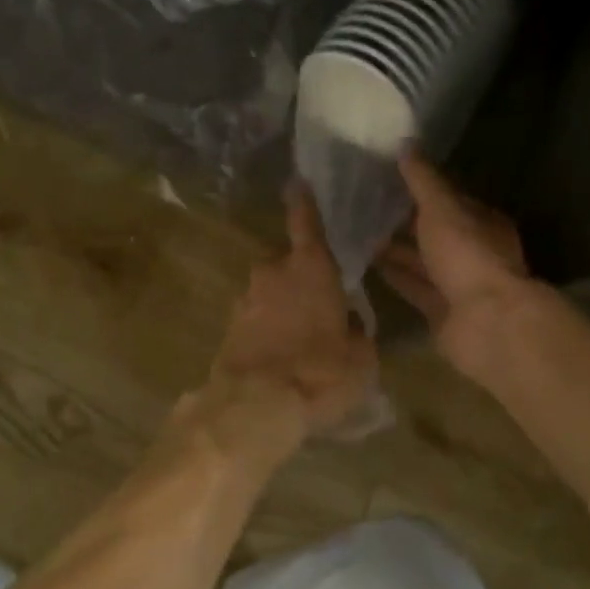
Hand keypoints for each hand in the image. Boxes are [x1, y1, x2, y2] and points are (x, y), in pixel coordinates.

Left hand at [180, 189, 375, 469]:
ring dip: (282, 304)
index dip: (303, 201)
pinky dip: (267, 328)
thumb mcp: (361, 357)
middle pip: (286, 260)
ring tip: (301, 337)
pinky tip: (280, 356)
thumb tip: (350, 324)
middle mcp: (272, 272)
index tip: (297, 182)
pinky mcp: (228, 327)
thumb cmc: (319, 371)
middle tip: (319, 300)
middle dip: (299, 273)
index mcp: (310, 266)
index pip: (306, 221)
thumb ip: (358, 332)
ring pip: (269, 291)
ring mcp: (245, 298)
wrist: (254, 406)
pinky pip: (255, 317)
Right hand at [376, 152, 536, 378]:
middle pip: (434, 231)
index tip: (388, 176)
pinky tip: (366, 262)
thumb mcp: (442, 209)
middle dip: (404, 219)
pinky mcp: (440, 310)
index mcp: (482, 222)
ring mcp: (457, 283)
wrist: (487, 324)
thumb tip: (405, 143)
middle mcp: (472, 251)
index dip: (422, 187)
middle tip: (364, 202)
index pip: (450, 199)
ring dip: (394, 248)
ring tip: (358, 229)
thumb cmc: (468, 255)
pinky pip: (413, 286)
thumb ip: (422, 179)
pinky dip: (393, 275)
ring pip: (421, 260)